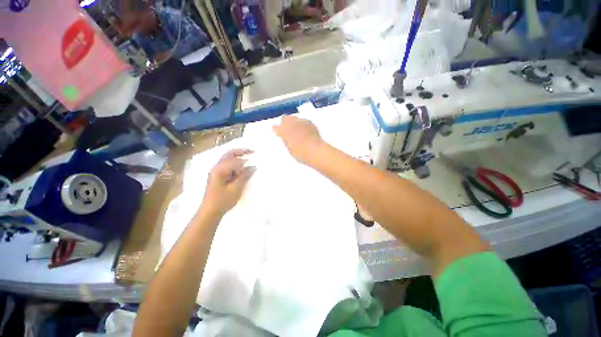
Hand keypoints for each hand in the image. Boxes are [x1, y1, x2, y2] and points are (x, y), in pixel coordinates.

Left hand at [202, 149, 255, 215]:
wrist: (210, 212)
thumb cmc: (222, 200)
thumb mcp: (236, 188)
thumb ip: (245, 176)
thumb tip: (253, 167)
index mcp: (220, 169)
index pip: (235, 160)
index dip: (246, 161)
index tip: (255, 163)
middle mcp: (217, 167)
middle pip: (229, 154)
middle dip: (241, 152)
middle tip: (252, 152)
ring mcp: (216, 171)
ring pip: (228, 159)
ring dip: (238, 158)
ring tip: (248, 161)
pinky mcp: (217, 176)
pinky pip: (227, 166)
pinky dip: (235, 165)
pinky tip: (241, 169)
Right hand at [273, 115, 322, 163]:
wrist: (315, 150)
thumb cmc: (300, 153)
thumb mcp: (289, 149)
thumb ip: (286, 141)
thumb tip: (285, 137)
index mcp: (283, 131)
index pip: (276, 127)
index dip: (276, 129)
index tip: (277, 132)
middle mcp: (291, 123)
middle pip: (285, 118)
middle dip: (285, 122)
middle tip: (287, 129)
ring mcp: (301, 121)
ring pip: (295, 118)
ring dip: (294, 122)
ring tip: (296, 128)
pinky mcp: (310, 122)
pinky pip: (304, 120)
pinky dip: (303, 124)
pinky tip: (305, 129)